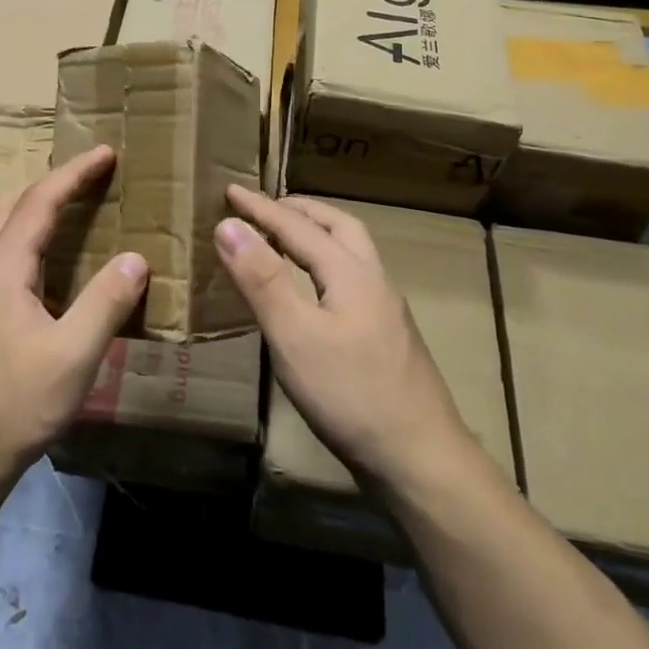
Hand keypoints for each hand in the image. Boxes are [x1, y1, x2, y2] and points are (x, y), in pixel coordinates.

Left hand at [0, 145, 148, 490]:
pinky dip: (19, 241)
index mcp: (0, 270)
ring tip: (66, 216)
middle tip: (86, 182)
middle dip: (46, 184)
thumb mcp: (74, 356)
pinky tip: (40, 271)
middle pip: (6, 205)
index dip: (74, 174)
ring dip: (28, 211)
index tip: (106, 153)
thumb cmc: (15, 405)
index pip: (39, 203)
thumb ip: (106, 302)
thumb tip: (136, 259)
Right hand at [215, 185, 467, 488]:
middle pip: (338, 226)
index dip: (260, 208)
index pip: (297, 226)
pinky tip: (314, 291)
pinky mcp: (387, 336)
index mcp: (349, 272)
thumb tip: (229, 225)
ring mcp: (386, 309)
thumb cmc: (349, 394)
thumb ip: (261, 278)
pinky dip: (326, 263)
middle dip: (299, 210)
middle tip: (265, 209)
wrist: (419, 458)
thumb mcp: (293, 335)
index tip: (229, 190)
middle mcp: (373, 280)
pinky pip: (353, 277)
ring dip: (317, 234)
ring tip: (286, 241)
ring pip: (351, 252)